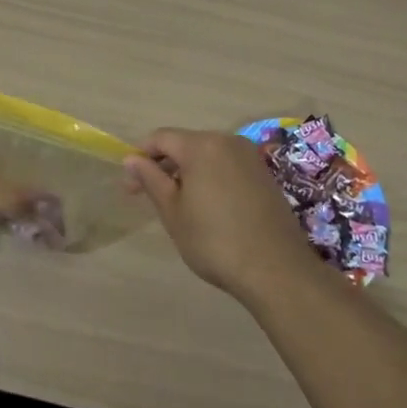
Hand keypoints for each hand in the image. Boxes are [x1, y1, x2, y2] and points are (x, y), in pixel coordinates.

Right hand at [123, 129, 316, 300]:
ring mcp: (250, 157)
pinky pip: (227, 166)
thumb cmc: (214, 241)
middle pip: (186, 144)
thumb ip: (151, 179)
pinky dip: (211, 178)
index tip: (131, 188)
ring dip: (188, 173)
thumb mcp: (173, 212)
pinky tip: (209, 208)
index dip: (141, 158)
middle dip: (164, 166)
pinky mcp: (264, 175)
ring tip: (179, 205)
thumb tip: (131, 159)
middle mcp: (228, 141)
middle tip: (152, 198)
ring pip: (207, 155)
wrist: (275, 269)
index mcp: (202, 145)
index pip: (161, 138)